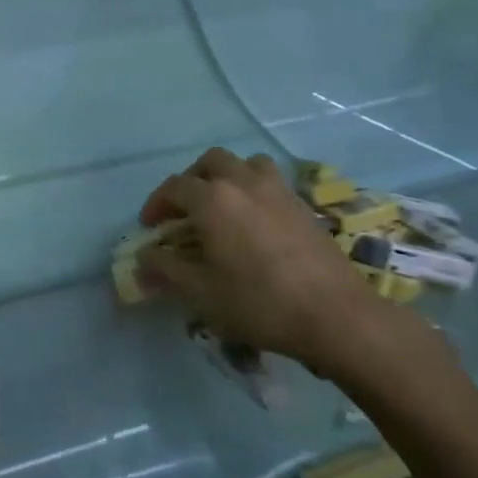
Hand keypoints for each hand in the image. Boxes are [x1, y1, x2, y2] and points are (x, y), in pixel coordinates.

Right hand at [138, 149, 451, 395]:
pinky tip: (256, 220)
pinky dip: (254, 187)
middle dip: (190, 181)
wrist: (336, 314)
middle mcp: (242, 182)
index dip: (156, 204)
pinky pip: (270, 180)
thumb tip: (142, 259)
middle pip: (209, 162)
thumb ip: (166, 270)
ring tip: (222, 205)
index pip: (174, 187)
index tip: (150, 227)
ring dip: (226, 176)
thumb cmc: (259, 303)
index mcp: (212, 199)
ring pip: (244, 163)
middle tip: (184, 211)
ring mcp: (277, 189)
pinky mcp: (302, 203)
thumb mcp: (202, 293)